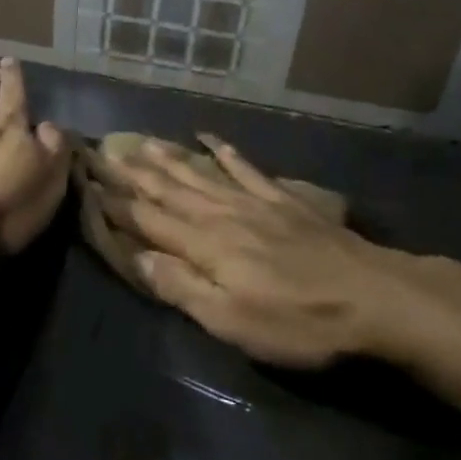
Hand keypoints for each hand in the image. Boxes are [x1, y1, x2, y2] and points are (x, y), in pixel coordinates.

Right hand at [99, 137, 434, 367]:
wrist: (375, 297)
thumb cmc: (299, 321)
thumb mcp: (232, 320)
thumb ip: (181, 285)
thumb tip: (133, 257)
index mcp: (204, 246)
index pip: (147, 220)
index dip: (114, 203)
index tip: (85, 183)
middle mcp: (221, 215)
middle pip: (167, 190)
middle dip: (131, 174)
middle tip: (101, 152)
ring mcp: (254, 202)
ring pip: (198, 174)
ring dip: (166, 159)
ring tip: (140, 142)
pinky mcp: (283, 200)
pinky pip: (245, 168)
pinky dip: (224, 151)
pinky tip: (209, 138)